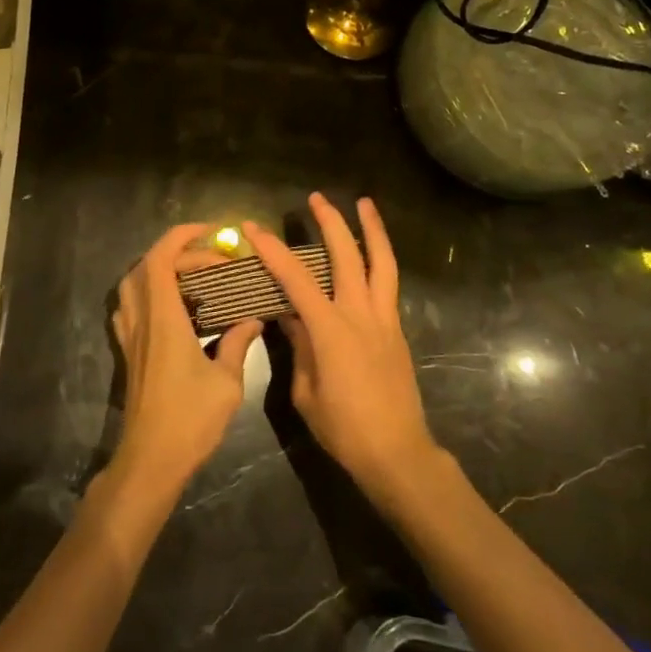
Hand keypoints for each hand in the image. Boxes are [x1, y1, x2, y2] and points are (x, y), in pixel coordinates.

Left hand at [110, 224, 264, 491]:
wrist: (150, 459)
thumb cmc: (190, 420)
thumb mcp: (227, 383)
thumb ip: (238, 344)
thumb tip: (252, 320)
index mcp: (164, 319)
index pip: (161, 260)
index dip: (182, 238)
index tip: (211, 234)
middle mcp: (142, 320)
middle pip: (146, 266)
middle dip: (177, 252)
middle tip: (211, 260)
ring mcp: (131, 336)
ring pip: (133, 284)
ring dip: (158, 269)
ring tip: (191, 275)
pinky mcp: (129, 352)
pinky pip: (130, 307)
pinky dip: (147, 292)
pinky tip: (171, 306)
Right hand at [244, 195, 439, 506]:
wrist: (397, 453)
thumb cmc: (344, 428)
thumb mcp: (306, 392)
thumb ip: (298, 348)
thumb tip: (289, 318)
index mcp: (331, 330)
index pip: (297, 279)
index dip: (273, 250)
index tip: (254, 228)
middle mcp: (360, 315)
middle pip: (347, 256)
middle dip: (330, 223)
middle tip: (316, 198)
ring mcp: (384, 320)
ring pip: (381, 263)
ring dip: (372, 230)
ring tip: (364, 204)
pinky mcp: (397, 331)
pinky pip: (389, 284)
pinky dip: (380, 260)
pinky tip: (372, 255)